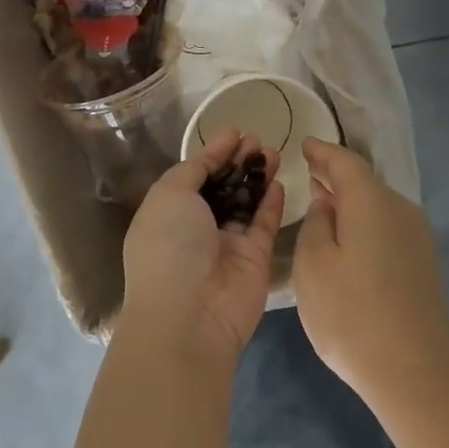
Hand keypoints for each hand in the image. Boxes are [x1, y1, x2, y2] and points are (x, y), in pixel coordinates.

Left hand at [118, 130, 284, 367]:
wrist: (190, 314)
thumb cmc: (170, 246)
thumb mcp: (170, 195)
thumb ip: (193, 169)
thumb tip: (214, 152)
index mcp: (168, 213)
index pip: (194, 176)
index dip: (214, 153)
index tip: (236, 133)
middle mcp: (196, 228)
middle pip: (223, 188)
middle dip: (239, 162)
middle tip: (260, 140)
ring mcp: (226, 245)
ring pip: (246, 204)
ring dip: (258, 177)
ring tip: (274, 152)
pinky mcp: (254, 260)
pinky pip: (264, 225)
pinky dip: (271, 204)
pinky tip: (279, 181)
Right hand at [295, 138, 448, 405]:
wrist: (417, 370)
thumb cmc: (352, 313)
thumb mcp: (313, 265)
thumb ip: (316, 224)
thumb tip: (328, 204)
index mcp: (372, 201)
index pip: (344, 162)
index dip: (322, 152)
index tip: (304, 145)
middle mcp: (401, 210)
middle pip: (365, 183)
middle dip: (336, 177)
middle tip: (309, 175)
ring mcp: (418, 238)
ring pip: (378, 207)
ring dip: (351, 203)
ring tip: (324, 207)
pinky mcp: (424, 264)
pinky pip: (387, 229)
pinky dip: (365, 225)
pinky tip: (349, 242)